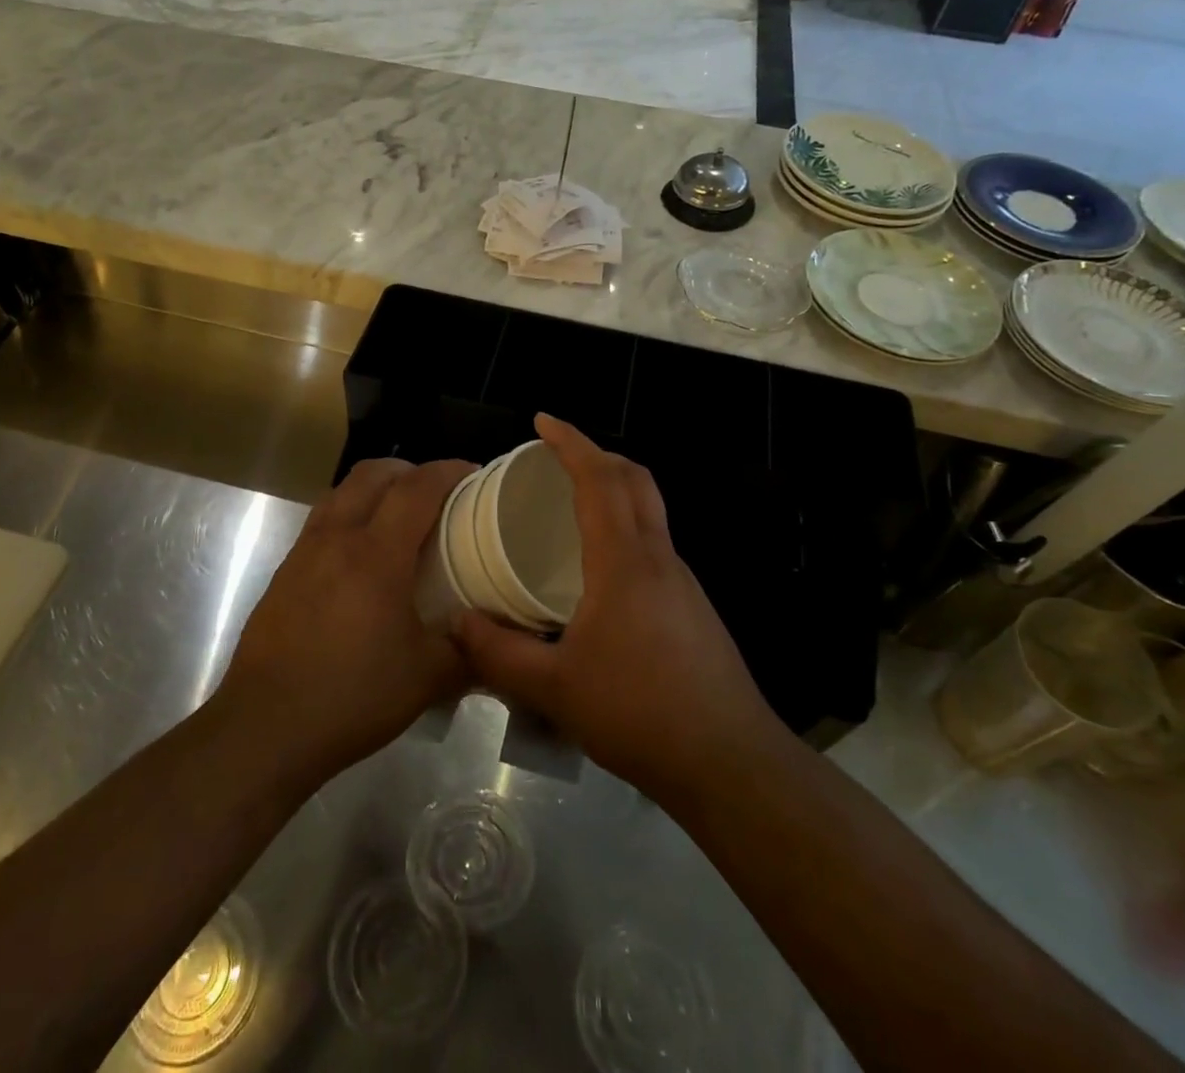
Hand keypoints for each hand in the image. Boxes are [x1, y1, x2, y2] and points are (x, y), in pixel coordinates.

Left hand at [221, 457, 473, 778]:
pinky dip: (350, 516)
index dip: (449, 471)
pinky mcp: (284, 572)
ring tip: (400, 518)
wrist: (265, 727)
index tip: (475, 475)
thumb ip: (468, 650)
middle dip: (410, 471)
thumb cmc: (352, 695)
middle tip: (438, 494)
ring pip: (342, 492)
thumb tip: (493, 637)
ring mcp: (304, 552)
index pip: (417, 487)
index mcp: (376, 553)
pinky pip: (323, 521)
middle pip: (373, 473)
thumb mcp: (428, 678)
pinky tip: (363, 558)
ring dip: (375, 489)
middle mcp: (337, 537)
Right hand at [455, 415, 775, 803]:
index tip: (541, 422)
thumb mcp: (553, 689)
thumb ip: (498, 653)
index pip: (600, 478)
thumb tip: (456, 621)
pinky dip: (623, 529)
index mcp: (624, 561)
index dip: (571, 442)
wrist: (729, 761)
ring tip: (568, 509)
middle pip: (635, 479)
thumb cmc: (638, 713)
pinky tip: (597, 573)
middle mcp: (658, 557)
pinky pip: (653, 544)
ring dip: (613, 491)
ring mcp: (682, 581)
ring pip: (649, 511)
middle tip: (554, 458)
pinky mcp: (692, 606)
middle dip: (596, 454)